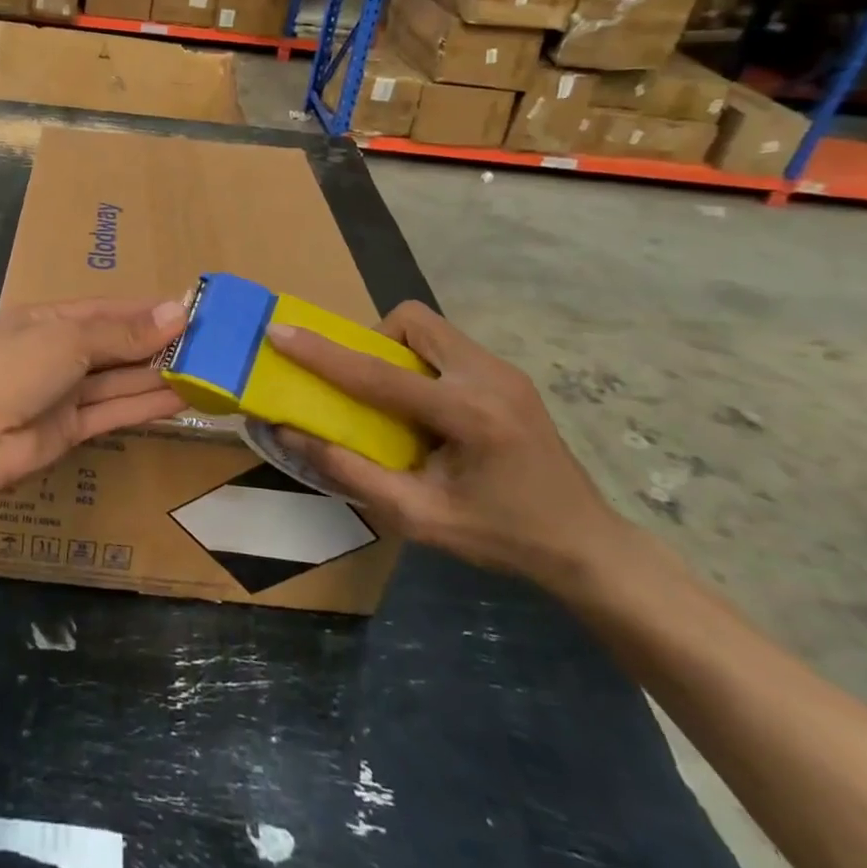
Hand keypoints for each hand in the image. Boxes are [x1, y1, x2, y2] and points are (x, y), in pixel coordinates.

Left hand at [0, 298, 187, 490]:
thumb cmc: (16, 368)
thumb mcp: (69, 340)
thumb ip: (123, 333)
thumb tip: (177, 314)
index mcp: (47, 319)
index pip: (106, 310)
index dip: (146, 311)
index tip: (188, 311)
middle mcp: (56, 351)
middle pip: (115, 345)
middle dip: (156, 344)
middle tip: (208, 344)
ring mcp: (64, 391)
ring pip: (119, 379)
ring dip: (157, 375)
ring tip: (205, 371)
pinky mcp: (72, 428)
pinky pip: (114, 410)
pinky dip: (146, 405)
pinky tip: (182, 399)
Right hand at [265, 301, 626, 592]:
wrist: (587, 546)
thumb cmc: (502, 537)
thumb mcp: (419, 517)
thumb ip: (350, 472)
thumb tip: (290, 433)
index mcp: (469, 415)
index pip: (379, 374)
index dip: (322, 353)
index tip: (279, 331)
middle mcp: (490, 377)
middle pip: (412, 321)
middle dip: (373, 342)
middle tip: (365, 389)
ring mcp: (505, 371)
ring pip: (430, 328)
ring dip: (398, 352)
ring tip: (396, 402)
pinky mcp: (509, 375)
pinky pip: (447, 346)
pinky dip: (420, 364)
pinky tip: (428, 411)